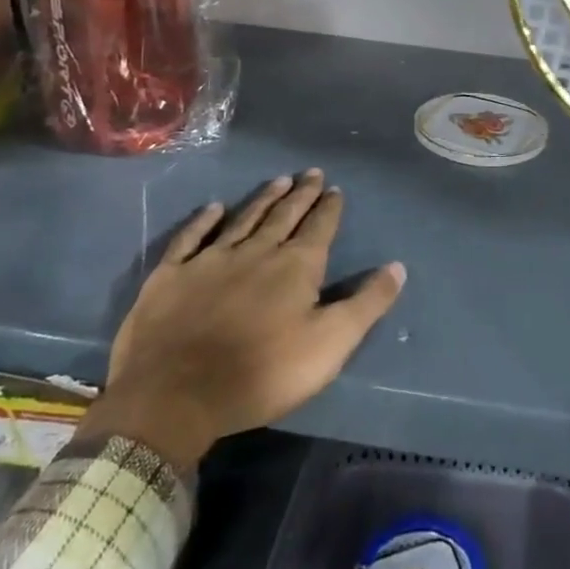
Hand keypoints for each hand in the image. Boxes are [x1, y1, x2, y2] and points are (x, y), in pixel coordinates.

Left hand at [76, 170, 404, 466]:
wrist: (174, 396)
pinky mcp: (172, 275)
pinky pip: (190, 238)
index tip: (335, 189)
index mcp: (295, 266)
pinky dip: (202, 220)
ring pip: (243, 219)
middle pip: (284, 215)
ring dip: (263, 199)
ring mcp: (210, 260)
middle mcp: (256, 251)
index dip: (329, 207)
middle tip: (311, 172)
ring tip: (278, 180)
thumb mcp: (329, 345)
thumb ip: (366, 304)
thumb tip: (397, 267)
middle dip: (301, 194)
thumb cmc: (261, 372)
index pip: (319, 227)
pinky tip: (213, 208)